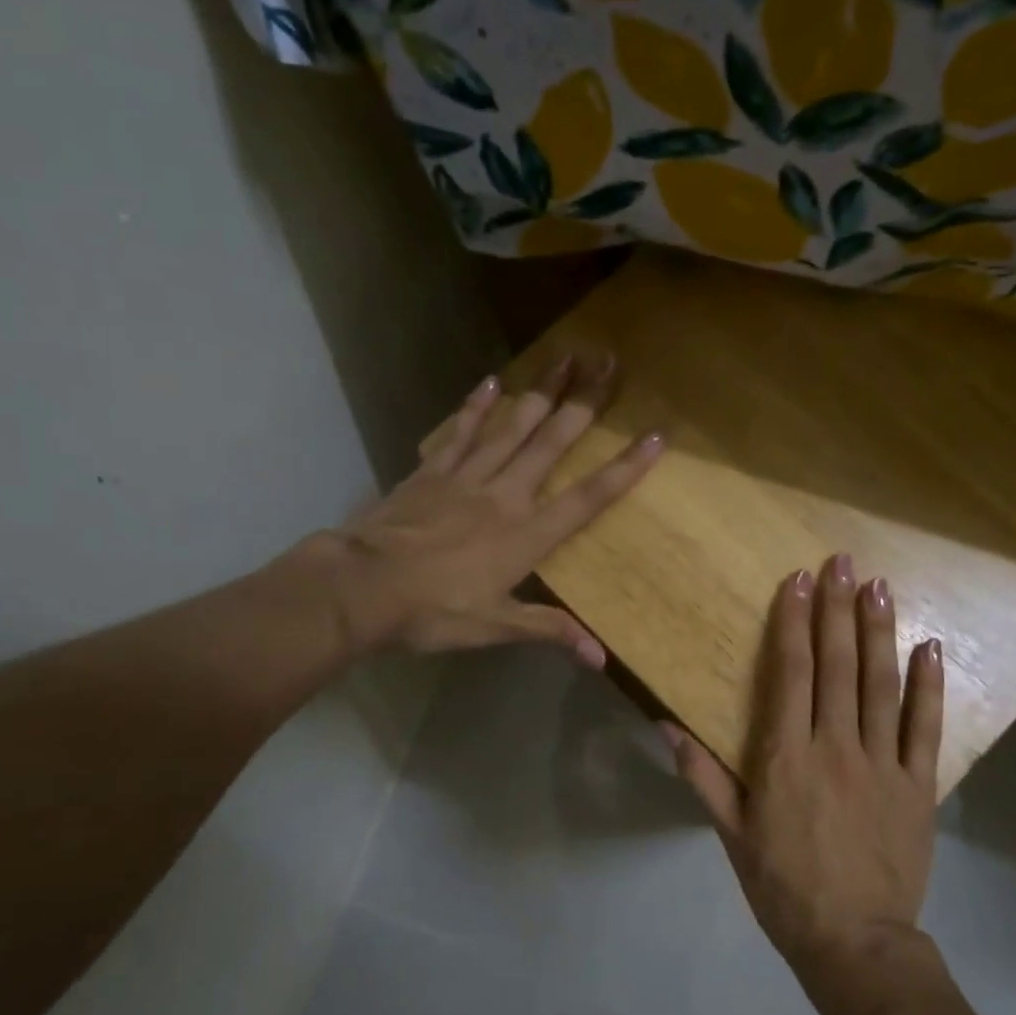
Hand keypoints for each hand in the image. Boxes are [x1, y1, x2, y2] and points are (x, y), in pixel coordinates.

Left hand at [294, 355, 660, 664]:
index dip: (624, 469)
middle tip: (609, 363)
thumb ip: (549, 630)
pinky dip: (477, 406)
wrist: (361, 586)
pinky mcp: (432, 471)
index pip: (587, 498)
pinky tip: (492, 381)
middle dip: (585, 403)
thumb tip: (599, 658)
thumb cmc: (433, 611)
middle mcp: (504, 495)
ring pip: (512, 426)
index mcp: (526, 535)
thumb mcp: (495, 627)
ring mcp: (466, 477)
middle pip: (552, 443)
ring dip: (541, 391)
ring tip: (565, 356)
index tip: (654, 436)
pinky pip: (461, 432)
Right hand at [665, 554, 943, 980]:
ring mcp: (881, 763)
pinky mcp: (918, 785)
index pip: (790, 673)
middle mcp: (835, 747)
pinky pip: (924, 727)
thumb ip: (702, 776)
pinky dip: (929, 686)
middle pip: (837, 666)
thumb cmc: (782, 887)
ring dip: (879, 632)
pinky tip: (930, 647)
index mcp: (786, 757)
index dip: (793, 623)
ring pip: (881, 685)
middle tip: (843, 563)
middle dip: (838, 609)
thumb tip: (665, 725)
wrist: (854, 942)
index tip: (798, 581)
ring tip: (879, 587)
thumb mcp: (731, 834)